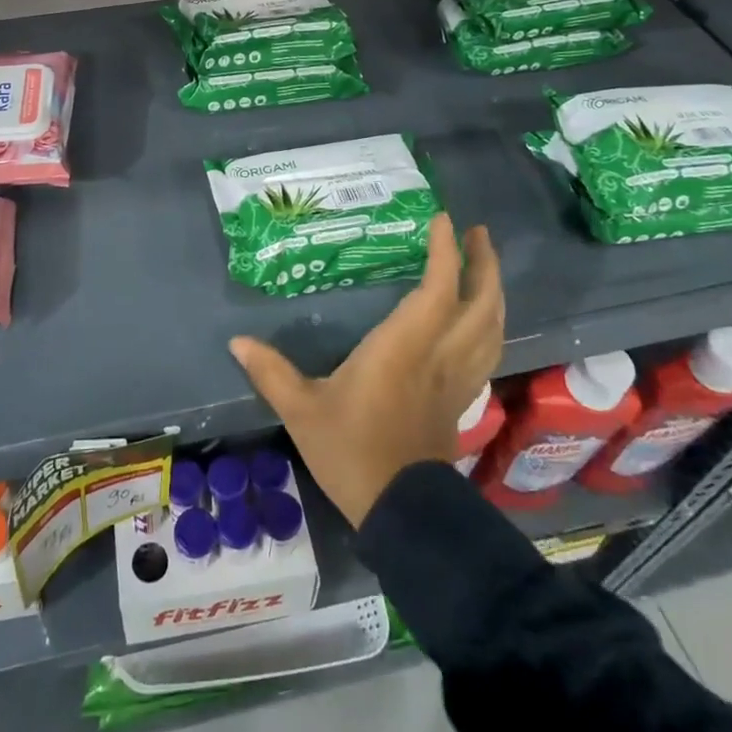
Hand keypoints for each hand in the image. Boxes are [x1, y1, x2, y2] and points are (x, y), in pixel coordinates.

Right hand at [230, 214, 502, 528]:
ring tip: (485, 267)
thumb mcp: (302, 410)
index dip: (444, 251)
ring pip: (492, 328)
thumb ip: (271, 371)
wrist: (400, 512)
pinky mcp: (461, 400)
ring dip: (495, 292)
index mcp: (403, 347)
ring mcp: (456, 379)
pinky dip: (490, 326)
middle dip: (484, 264)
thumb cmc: (350, 451)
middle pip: (481, 303)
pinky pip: (487, 352)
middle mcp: (438, 355)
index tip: (441, 219)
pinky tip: (480, 321)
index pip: (437, 288)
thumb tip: (237, 341)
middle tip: (477, 233)